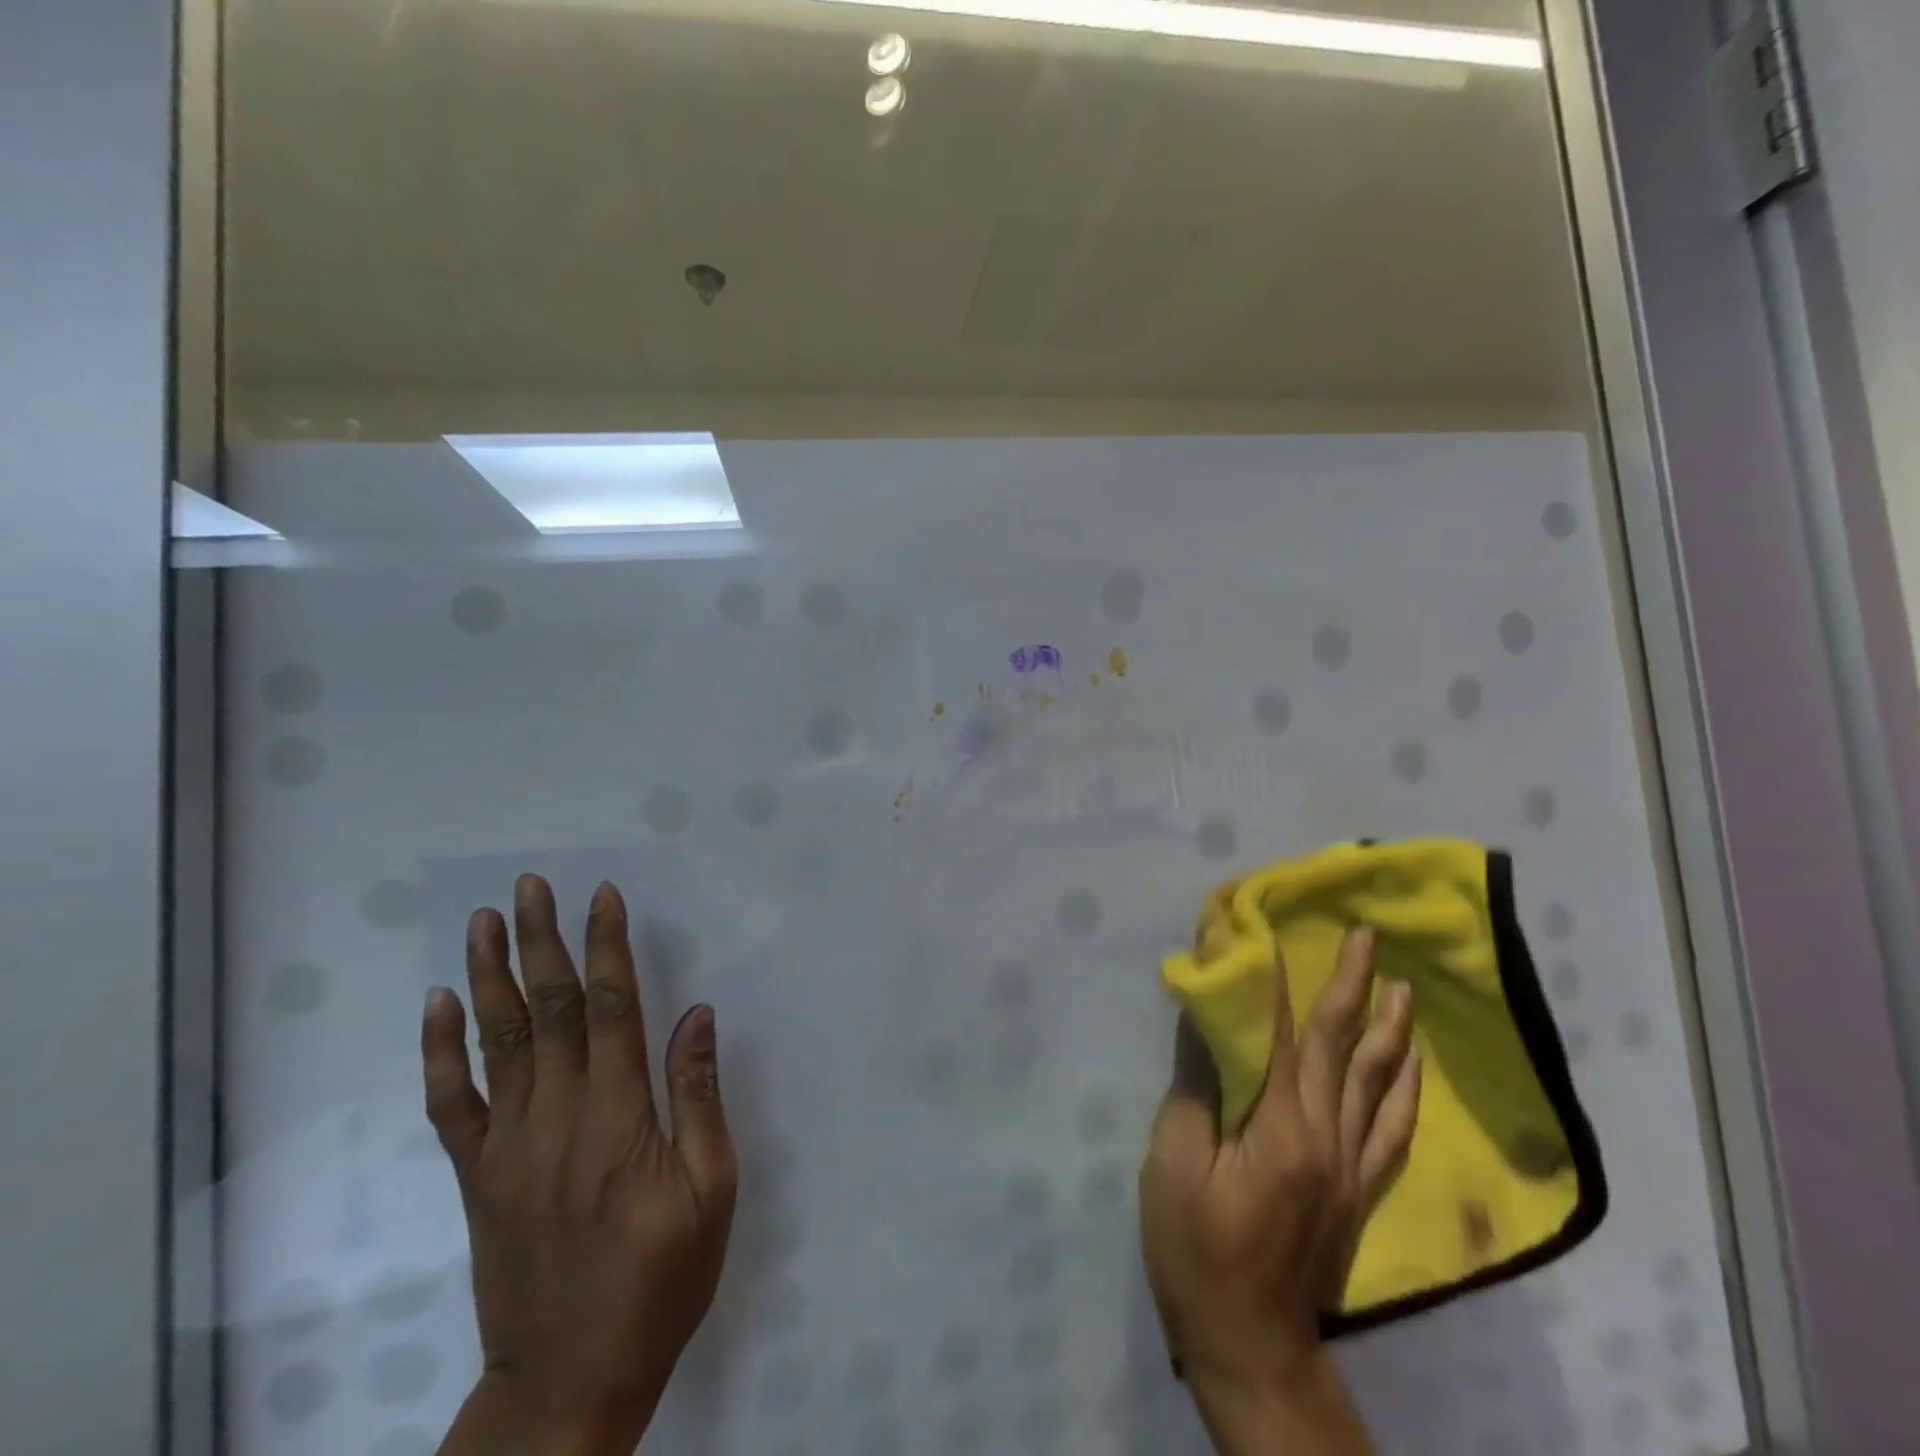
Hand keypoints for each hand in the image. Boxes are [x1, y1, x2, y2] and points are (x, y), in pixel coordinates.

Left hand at [424, 876, 737, 1455]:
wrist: (567, 1383)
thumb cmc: (659, 1281)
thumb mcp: (711, 1192)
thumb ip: (699, 1098)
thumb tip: (697, 1015)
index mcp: (618, 1118)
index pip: (610, 1009)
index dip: (606, 947)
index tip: (602, 897)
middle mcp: (556, 1118)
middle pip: (547, 1010)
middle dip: (542, 941)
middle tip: (532, 886)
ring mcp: (507, 1146)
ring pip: (496, 1042)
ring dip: (490, 975)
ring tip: (485, 921)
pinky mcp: (478, 1176)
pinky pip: (452, 1103)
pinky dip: (442, 1050)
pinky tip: (440, 1005)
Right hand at [1139, 927, 1419, 1454]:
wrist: (1250, 1346)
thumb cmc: (1196, 1249)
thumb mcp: (1173, 1163)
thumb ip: (1195, 1086)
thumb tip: (1205, 1018)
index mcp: (1279, 1126)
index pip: (1280, 1032)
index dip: (1274, 976)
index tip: (1267, 927)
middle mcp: (1328, 1137)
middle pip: (1341, 1047)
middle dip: (1352, 984)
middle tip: (1366, 935)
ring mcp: (1351, 1167)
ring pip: (1378, 1083)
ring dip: (1390, 1030)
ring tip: (1402, 986)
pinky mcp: (1359, 1193)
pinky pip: (1392, 1132)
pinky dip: (1404, 1092)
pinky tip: (1409, 1066)